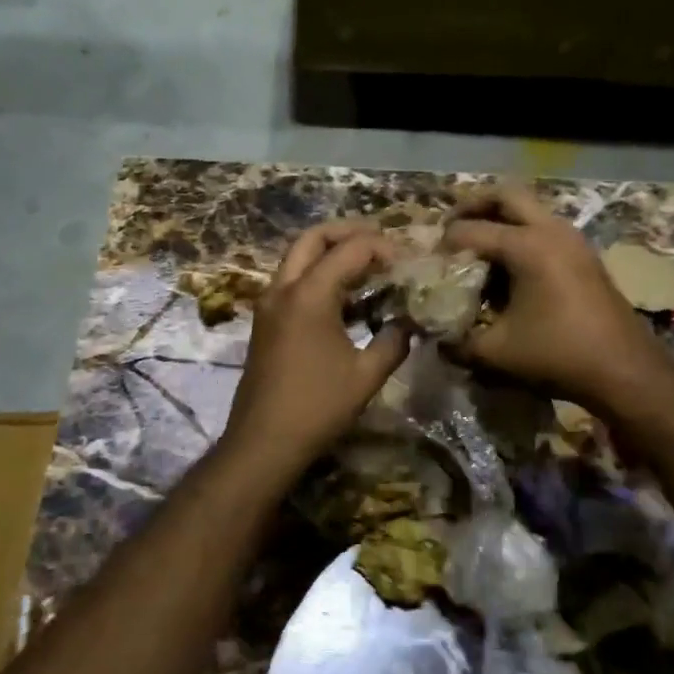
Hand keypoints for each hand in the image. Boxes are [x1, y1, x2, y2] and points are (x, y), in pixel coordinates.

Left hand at [221, 221, 411, 481]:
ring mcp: (268, 304)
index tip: (407, 262)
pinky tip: (345, 296)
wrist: (263, 441)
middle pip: (313, 238)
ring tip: (366, 265)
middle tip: (380, 242)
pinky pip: (292, 280)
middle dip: (347, 232)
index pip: (350, 249)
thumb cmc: (317, 407)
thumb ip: (394, 341)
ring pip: (297, 257)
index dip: (383, 248)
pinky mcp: (265, 321)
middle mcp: (283, 289)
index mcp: (309, 295)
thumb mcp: (367, 375)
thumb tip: (409, 323)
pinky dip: (317, 274)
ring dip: (330, 252)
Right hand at [443, 186, 669, 412]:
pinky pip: (544, 228)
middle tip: (451, 229)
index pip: (470, 230)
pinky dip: (520, 235)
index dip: (444, 245)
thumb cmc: (558, 356)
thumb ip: (457, 342)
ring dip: (499, 219)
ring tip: (477, 249)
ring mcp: (573, 239)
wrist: (625, 370)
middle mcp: (551, 230)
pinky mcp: (584, 255)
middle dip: (473, 206)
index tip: (429, 264)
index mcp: (527, 246)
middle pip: (505, 196)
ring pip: (529, 209)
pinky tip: (508, 270)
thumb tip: (436, 339)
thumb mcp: (496, 353)